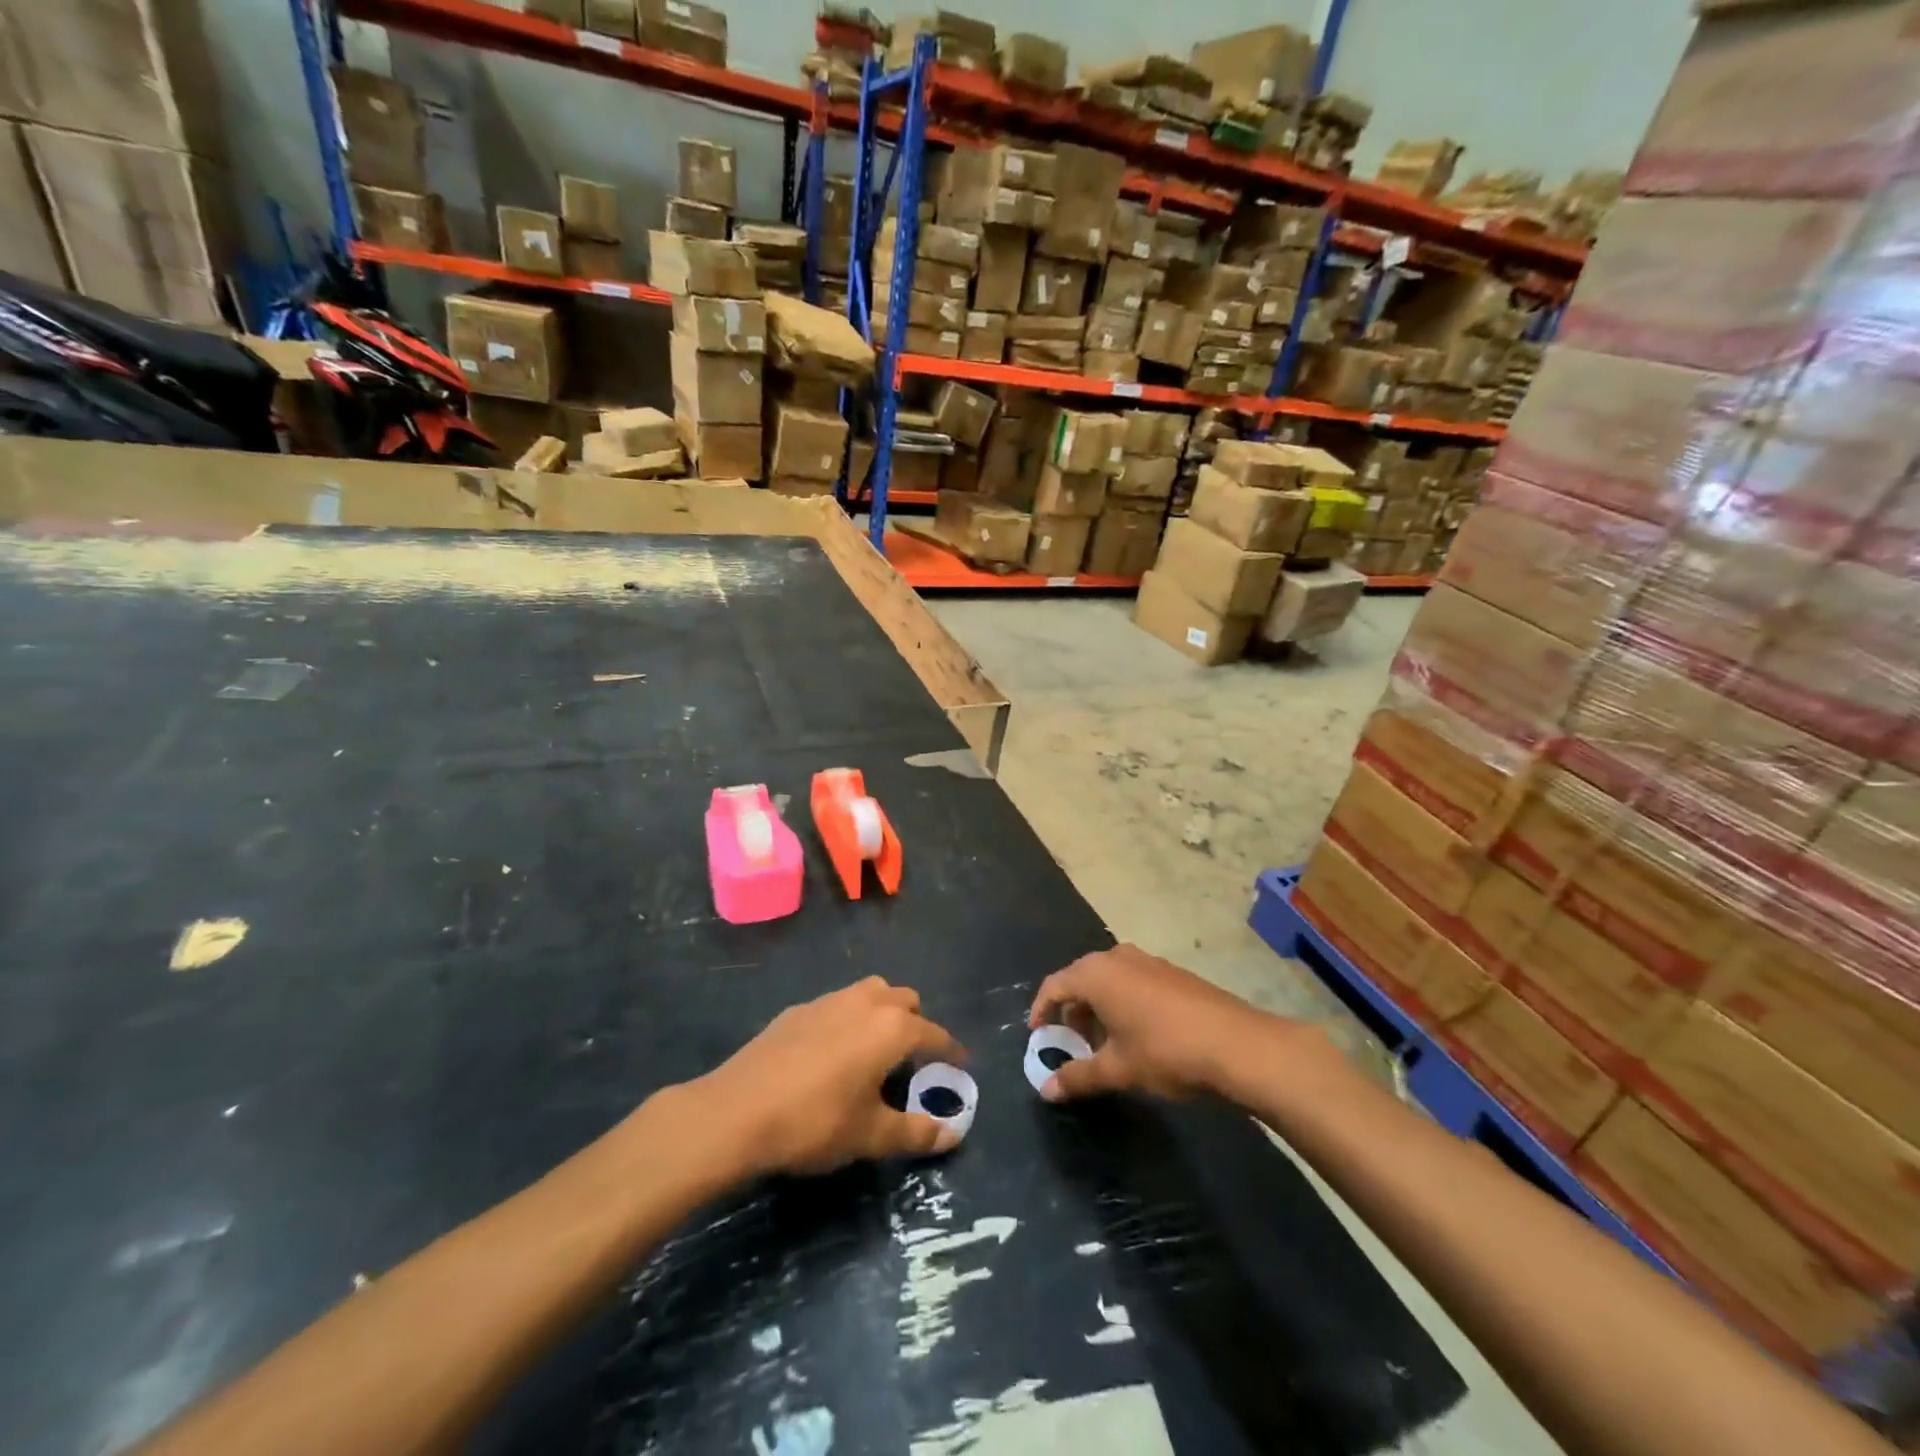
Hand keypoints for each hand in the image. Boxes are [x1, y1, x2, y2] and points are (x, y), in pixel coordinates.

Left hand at [696, 978, 967, 1176]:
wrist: (737, 1111)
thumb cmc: (815, 1123)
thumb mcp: (870, 1136)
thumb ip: (916, 1132)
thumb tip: (954, 1134)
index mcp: (891, 1028)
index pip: (934, 1034)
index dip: (951, 1051)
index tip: (961, 1065)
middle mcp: (865, 1002)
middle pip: (905, 1000)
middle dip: (916, 1023)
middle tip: (913, 1060)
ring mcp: (828, 1000)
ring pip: (870, 993)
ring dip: (882, 1013)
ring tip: (875, 1051)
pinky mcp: (798, 1009)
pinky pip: (838, 1005)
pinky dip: (848, 1020)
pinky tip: (832, 1054)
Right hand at [1028, 945, 1294, 1103]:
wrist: (1235, 1043)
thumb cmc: (1164, 1051)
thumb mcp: (1117, 1069)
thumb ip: (1078, 1076)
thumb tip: (1045, 1091)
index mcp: (1096, 974)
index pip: (1054, 985)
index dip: (1042, 1010)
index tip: (1038, 1036)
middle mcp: (1117, 957)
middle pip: (1080, 979)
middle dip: (1071, 1011)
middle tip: (1070, 1043)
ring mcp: (1147, 961)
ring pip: (1108, 980)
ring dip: (1098, 1008)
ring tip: (1103, 1044)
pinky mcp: (1170, 972)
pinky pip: (1131, 981)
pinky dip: (1122, 1003)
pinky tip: (1136, 1035)